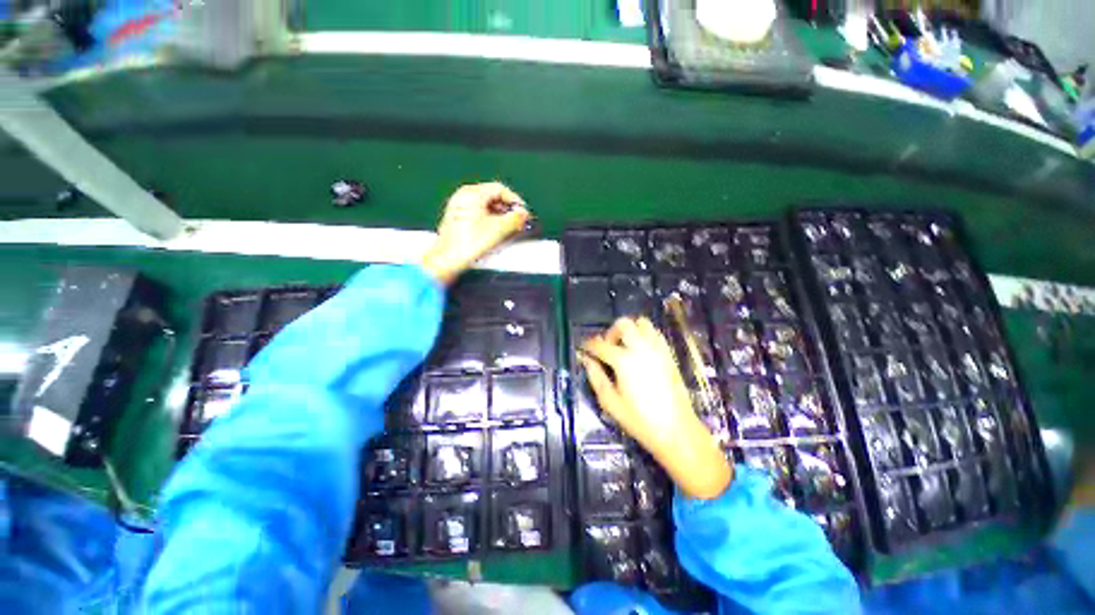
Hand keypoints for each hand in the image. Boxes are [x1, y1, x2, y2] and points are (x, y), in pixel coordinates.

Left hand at [421, 182, 529, 284]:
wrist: (447, 260)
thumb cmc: (466, 244)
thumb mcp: (499, 229)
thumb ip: (515, 219)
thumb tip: (524, 214)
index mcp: (472, 193)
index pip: (500, 189)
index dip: (515, 201)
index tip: (523, 212)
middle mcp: (463, 197)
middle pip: (492, 197)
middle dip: (507, 210)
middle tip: (517, 222)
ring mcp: (458, 208)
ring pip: (486, 207)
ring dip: (500, 217)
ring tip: (508, 230)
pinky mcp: (457, 220)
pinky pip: (478, 215)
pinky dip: (489, 222)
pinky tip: (495, 234)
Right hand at [581, 317, 732, 498]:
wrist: (676, 430)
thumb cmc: (639, 420)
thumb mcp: (609, 401)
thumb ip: (595, 376)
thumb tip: (585, 359)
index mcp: (624, 361)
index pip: (600, 344)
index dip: (588, 345)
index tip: (583, 348)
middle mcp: (641, 348)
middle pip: (623, 324)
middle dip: (610, 332)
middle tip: (607, 348)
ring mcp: (657, 349)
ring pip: (641, 323)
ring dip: (629, 330)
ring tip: (624, 347)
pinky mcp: (668, 353)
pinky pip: (655, 332)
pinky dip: (644, 334)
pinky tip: (640, 350)